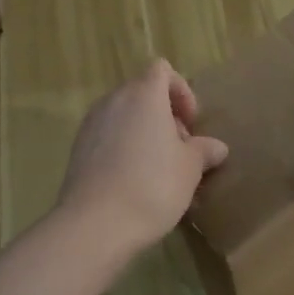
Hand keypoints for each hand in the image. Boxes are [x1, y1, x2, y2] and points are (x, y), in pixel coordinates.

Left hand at [58, 59, 228, 256]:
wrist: (95, 224)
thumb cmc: (153, 186)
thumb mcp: (190, 169)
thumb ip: (204, 151)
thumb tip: (216, 147)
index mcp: (143, 95)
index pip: (162, 70)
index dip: (181, 91)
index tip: (191, 124)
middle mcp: (113, 101)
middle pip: (142, 93)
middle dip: (165, 116)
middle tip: (180, 150)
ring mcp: (91, 125)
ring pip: (124, 117)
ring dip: (144, 134)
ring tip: (159, 170)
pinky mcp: (78, 150)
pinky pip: (108, 138)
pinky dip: (123, 149)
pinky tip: (135, 183)